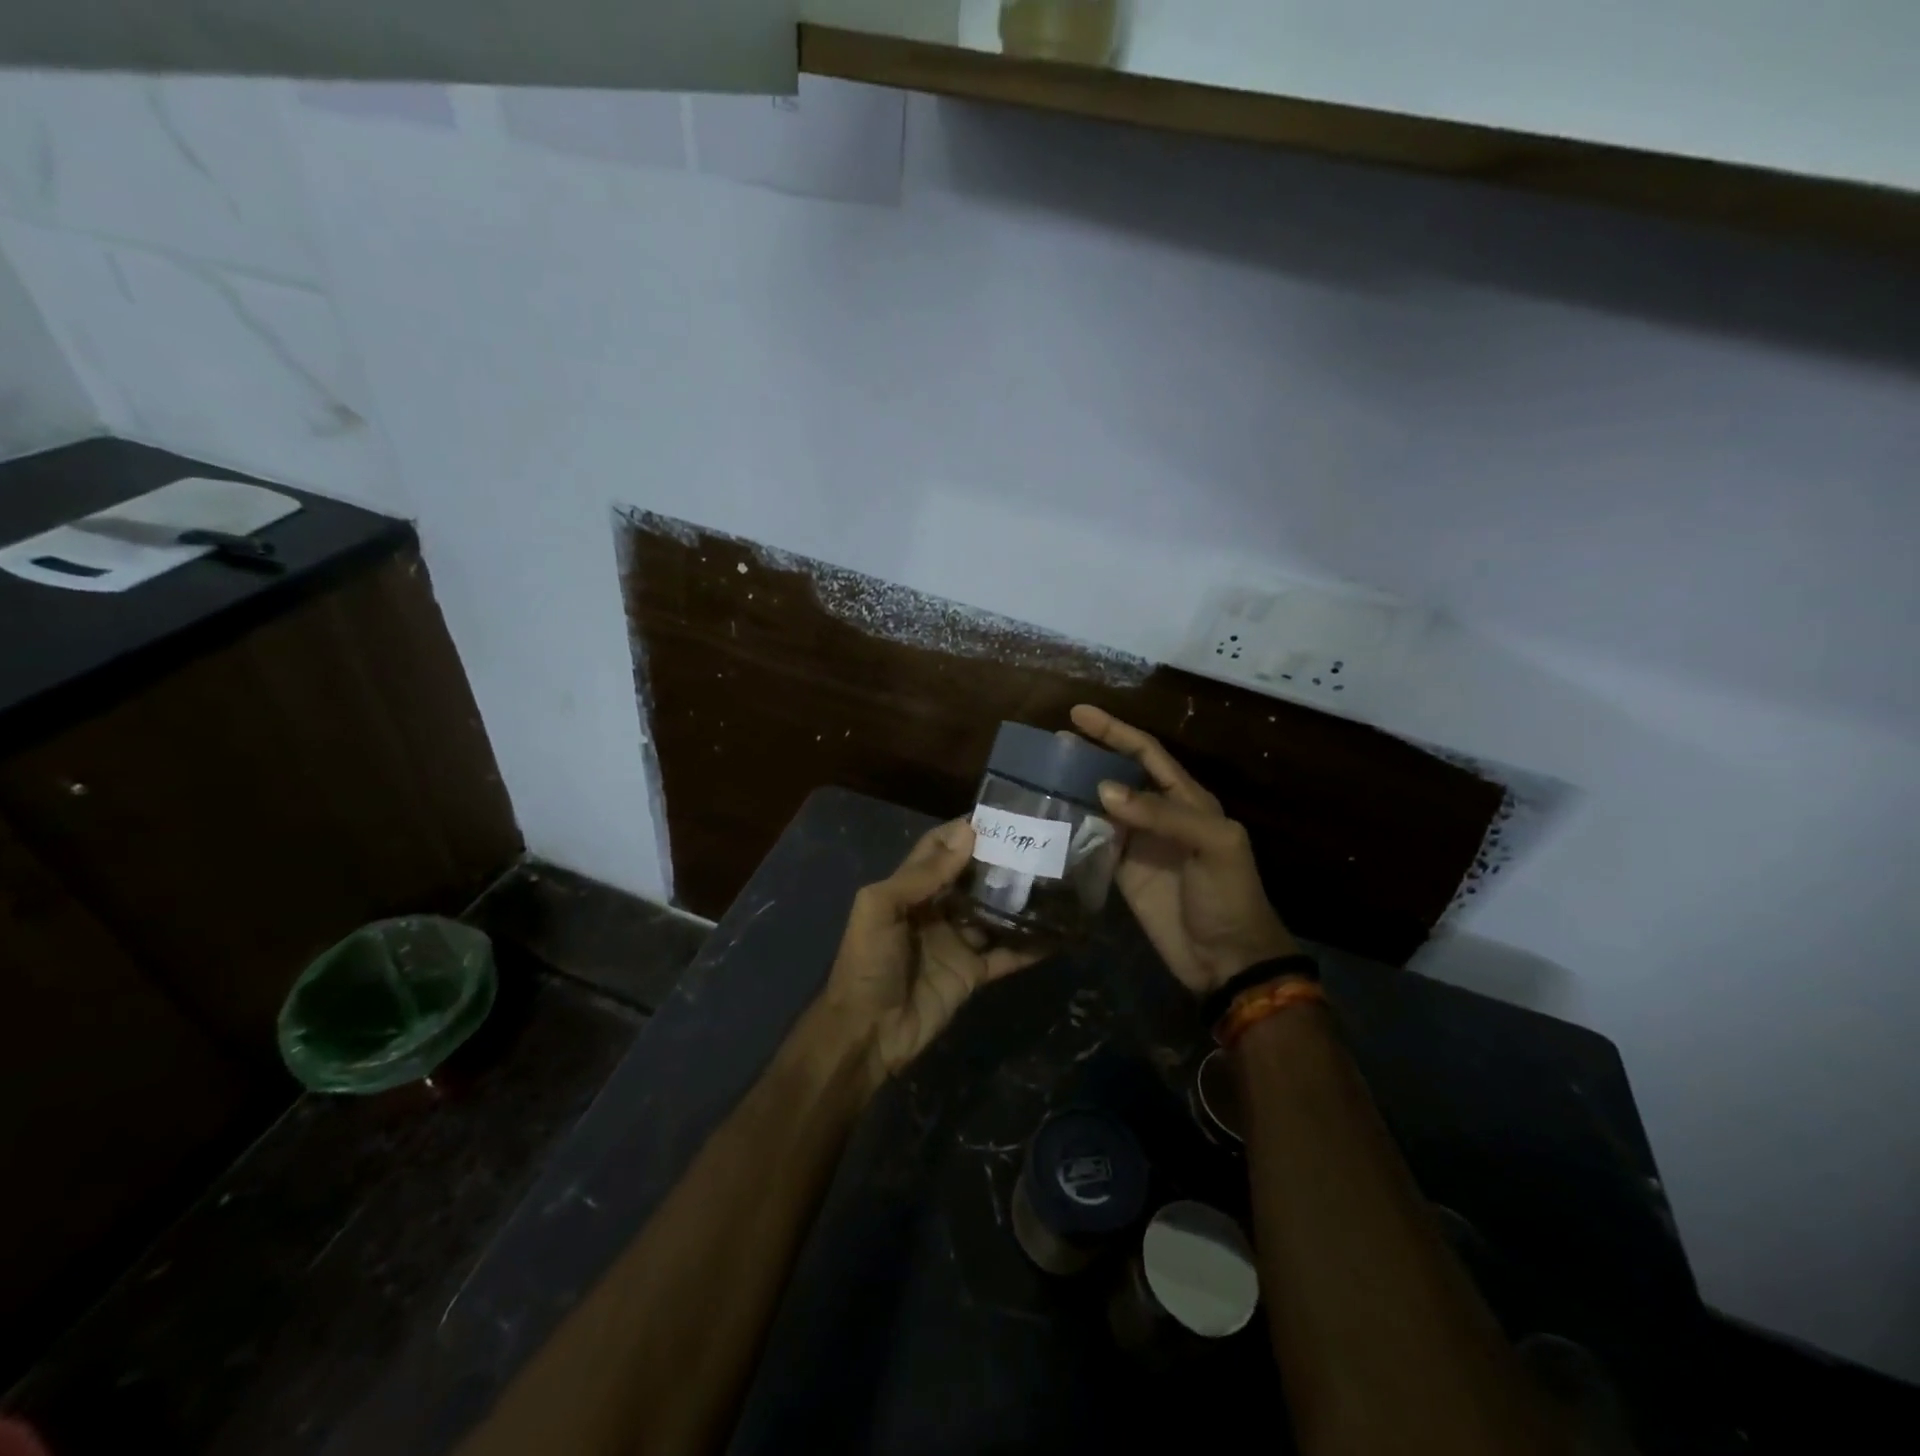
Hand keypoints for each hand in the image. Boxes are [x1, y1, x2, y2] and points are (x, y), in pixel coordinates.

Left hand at [819, 821, 1041, 1089]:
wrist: (867, 1033)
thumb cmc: (867, 963)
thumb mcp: (881, 908)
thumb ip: (922, 874)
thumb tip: (967, 834)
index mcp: (909, 890)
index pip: (938, 848)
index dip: (963, 831)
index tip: (1001, 815)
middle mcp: (936, 910)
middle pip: (972, 878)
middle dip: (1000, 860)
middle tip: (1039, 842)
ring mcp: (956, 942)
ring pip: (994, 913)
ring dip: (1019, 898)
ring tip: (1056, 877)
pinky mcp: (972, 974)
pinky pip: (1005, 955)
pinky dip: (1029, 946)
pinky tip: (1058, 933)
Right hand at [1071, 704, 1298, 996]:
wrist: (1227, 959)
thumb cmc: (1228, 896)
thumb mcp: (1213, 845)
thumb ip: (1163, 813)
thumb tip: (1103, 790)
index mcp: (1188, 799)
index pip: (1146, 754)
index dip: (1114, 731)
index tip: (1078, 714)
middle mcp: (1160, 814)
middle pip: (1119, 774)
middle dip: (1089, 754)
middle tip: (1051, 744)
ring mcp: (1138, 844)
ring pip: (1101, 805)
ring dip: (1075, 789)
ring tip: (1040, 774)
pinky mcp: (1122, 873)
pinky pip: (1093, 841)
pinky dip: (1073, 827)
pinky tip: (1049, 818)